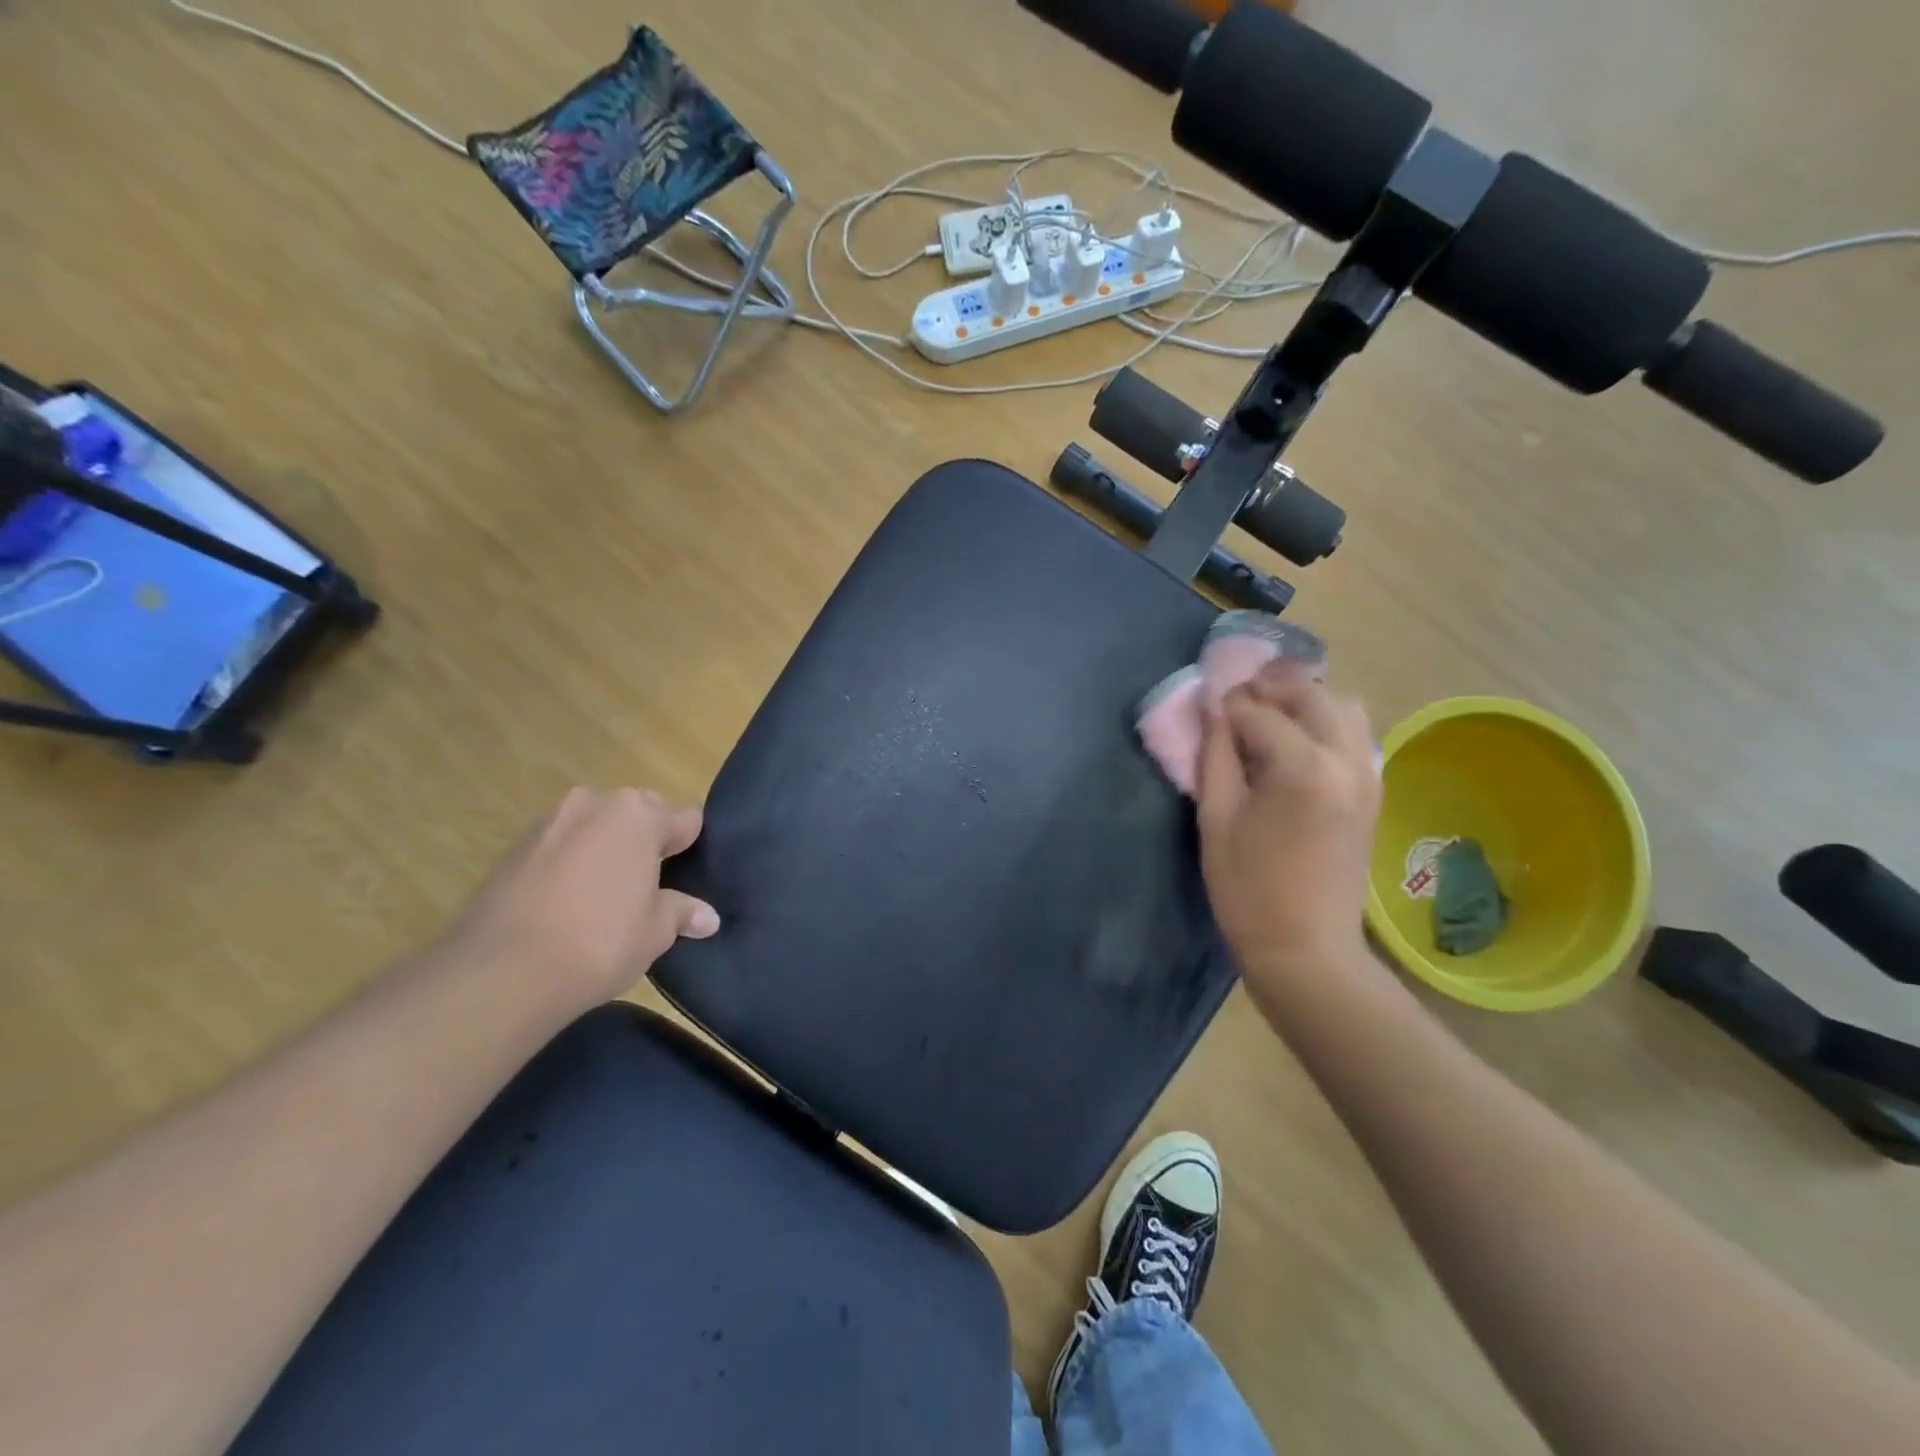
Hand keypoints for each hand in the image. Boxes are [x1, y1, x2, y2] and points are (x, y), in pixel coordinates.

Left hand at [447, 788, 719, 1008]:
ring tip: (604, 898)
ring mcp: (547, 822)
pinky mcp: (511, 849)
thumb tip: (708, 918)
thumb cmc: (600, 941)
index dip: (689, 848)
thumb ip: (683, 913)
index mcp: (638, 814)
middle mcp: (593, 804)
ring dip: (603, 851)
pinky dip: (568, 866)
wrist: (501, 973)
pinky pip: (558, 848)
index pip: (684, 819)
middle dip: (644, 843)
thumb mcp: (656, 932)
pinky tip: (566, 906)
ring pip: (593, 829)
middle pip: (636, 815)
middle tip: (648, 888)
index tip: (688, 877)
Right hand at [1196, 665, 1380, 996]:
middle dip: (1269, 688)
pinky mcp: (1373, 789)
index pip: (1260, 711)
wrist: (1307, 949)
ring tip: (1267, 715)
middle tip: (1235, 700)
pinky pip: (1353, 733)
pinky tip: (1294, 741)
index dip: (1229, 704)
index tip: (1207, 705)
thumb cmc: (1248, 889)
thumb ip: (1215, 756)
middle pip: (1310, 694)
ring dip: (1303, 700)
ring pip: (1342, 706)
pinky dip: (1323, 721)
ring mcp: (1367, 773)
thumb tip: (1216, 713)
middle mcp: (1346, 758)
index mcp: (1304, 767)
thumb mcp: (1216, 819)